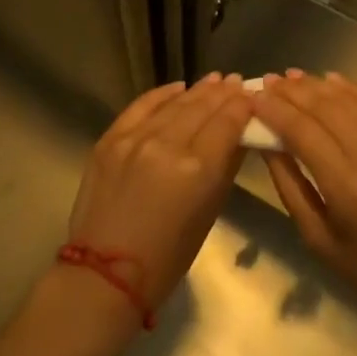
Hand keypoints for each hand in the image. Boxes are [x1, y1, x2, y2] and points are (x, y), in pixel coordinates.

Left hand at [64, 73, 252, 317]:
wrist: (104, 275)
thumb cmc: (167, 258)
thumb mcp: (209, 215)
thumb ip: (225, 169)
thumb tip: (238, 137)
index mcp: (197, 169)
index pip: (227, 122)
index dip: (242, 105)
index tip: (252, 95)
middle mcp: (167, 144)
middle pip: (202, 107)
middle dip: (223, 93)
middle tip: (237, 82)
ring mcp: (135, 138)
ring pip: (174, 103)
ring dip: (197, 90)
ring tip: (214, 80)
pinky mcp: (110, 139)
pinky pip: (141, 106)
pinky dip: (162, 94)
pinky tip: (177, 87)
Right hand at [250, 71, 356, 335]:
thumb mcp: (319, 240)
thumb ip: (290, 185)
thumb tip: (266, 143)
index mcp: (348, 187)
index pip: (302, 132)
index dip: (274, 110)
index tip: (253, 96)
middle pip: (325, 108)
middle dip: (292, 92)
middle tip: (267, 81)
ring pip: (351, 101)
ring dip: (317, 86)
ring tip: (291, 77)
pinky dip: (352, 90)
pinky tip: (331, 79)